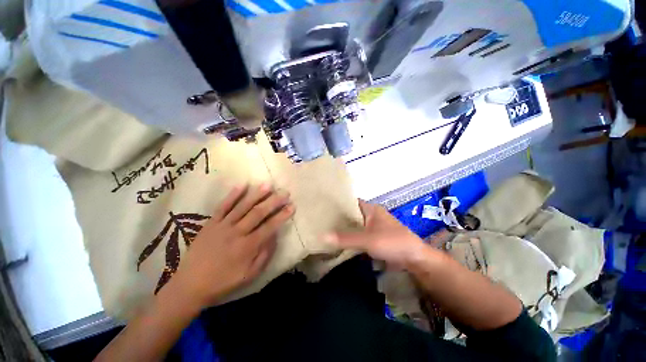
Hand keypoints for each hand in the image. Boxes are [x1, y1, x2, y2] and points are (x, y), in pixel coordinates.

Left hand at [173, 184, 293, 308]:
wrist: (190, 285)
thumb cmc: (224, 281)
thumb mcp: (250, 275)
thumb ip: (265, 254)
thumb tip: (274, 235)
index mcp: (248, 247)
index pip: (270, 226)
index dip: (282, 215)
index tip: (292, 206)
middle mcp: (237, 233)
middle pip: (258, 213)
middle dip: (273, 201)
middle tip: (284, 192)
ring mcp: (222, 226)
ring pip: (242, 206)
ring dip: (256, 194)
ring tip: (268, 185)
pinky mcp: (210, 223)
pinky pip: (223, 206)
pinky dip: (233, 195)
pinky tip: (242, 185)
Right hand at [325, 200, 427, 267]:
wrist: (414, 259)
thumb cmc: (392, 242)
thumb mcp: (368, 240)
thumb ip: (346, 238)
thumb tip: (322, 236)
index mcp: (371, 209)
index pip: (351, 201)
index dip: (338, 203)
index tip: (323, 207)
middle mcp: (371, 215)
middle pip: (351, 214)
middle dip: (338, 217)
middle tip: (321, 220)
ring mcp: (373, 227)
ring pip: (355, 225)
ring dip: (344, 228)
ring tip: (326, 229)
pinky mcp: (375, 238)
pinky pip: (359, 235)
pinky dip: (351, 237)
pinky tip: (339, 241)